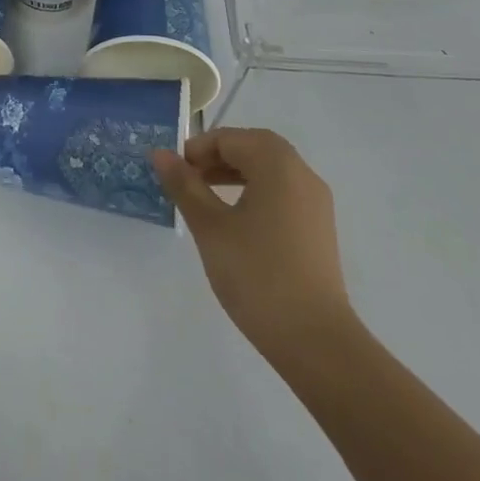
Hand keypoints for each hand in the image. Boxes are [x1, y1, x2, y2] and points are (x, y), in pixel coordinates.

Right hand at [152, 128, 351, 361]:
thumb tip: (160, 153)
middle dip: (216, 157)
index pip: (230, 138)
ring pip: (269, 170)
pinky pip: (282, 193)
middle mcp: (302, 173)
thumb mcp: (210, 227)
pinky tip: (236, 222)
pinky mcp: (319, 229)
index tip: (173, 173)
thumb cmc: (257, 275)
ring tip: (205, 198)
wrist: (316, 341)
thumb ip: (184, 185)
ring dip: (235, 174)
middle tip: (187, 180)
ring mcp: (315, 202)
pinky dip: (255, 192)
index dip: (197, 149)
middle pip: (253, 148)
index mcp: (277, 164)